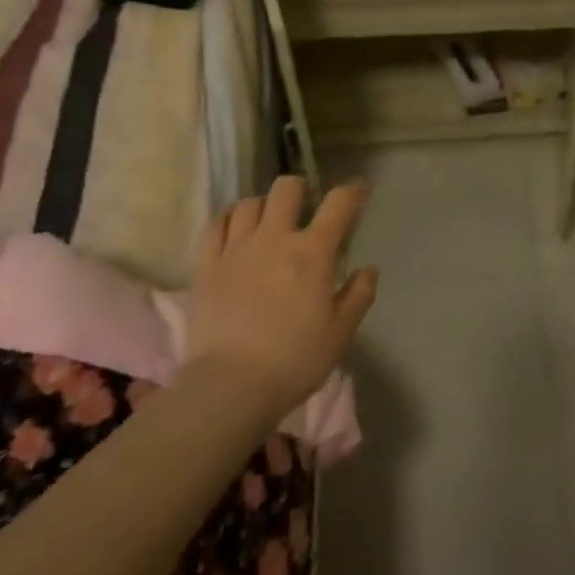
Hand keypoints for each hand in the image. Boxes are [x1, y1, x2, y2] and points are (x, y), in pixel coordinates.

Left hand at [189, 176, 377, 416]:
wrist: (230, 385)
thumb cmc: (294, 360)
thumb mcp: (340, 333)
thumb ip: (359, 295)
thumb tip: (368, 269)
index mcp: (313, 253)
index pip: (338, 204)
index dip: (352, 191)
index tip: (359, 189)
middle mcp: (275, 239)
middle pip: (286, 189)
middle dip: (300, 190)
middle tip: (304, 208)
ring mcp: (236, 249)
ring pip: (249, 203)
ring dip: (263, 206)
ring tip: (267, 221)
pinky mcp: (206, 265)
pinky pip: (215, 225)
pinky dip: (228, 218)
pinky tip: (234, 228)